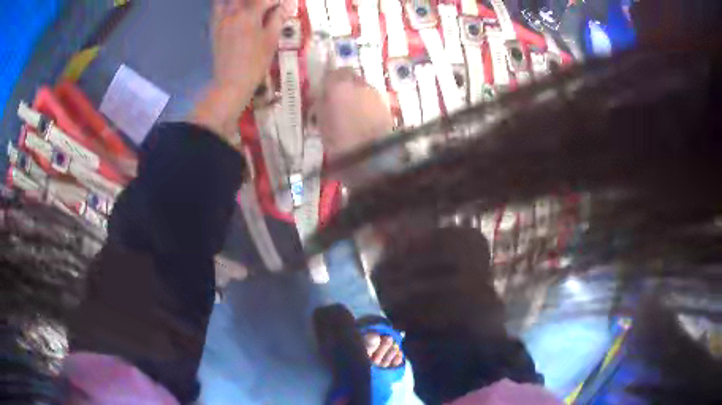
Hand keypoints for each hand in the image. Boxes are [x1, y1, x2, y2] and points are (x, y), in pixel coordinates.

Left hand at [211, 0, 283, 97]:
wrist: (231, 83)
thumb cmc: (255, 62)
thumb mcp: (271, 40)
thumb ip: (278, 19)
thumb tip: (286, 5)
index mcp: (249, 14)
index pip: (265, 0)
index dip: (275, 3)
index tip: (280, 6)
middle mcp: (232, 14)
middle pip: (242, 0)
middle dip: (254, 1)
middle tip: (262, 7)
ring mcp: (220, 22)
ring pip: (223, 3)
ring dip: (236, 3)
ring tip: (244, 9)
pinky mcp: (213, 31)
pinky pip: (215, 13)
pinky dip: (222, 8)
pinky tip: (230, 14)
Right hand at [314, 69, 393, 158]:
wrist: (373, 155)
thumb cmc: (340, 140)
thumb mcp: (321, 123)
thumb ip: (320, 104)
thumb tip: (322, 96)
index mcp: (338, 85)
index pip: (330, 73)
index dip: (326, 83)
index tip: (321, 94)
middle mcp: (358, 83)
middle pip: (348, 77)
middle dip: (341, 86)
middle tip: (334, 102)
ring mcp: (374, 93)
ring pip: (361, 88)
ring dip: (354, 96)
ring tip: (347, 114)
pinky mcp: (386, 105)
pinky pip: (370, 99)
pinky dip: (364, 105)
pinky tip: (360, 120)